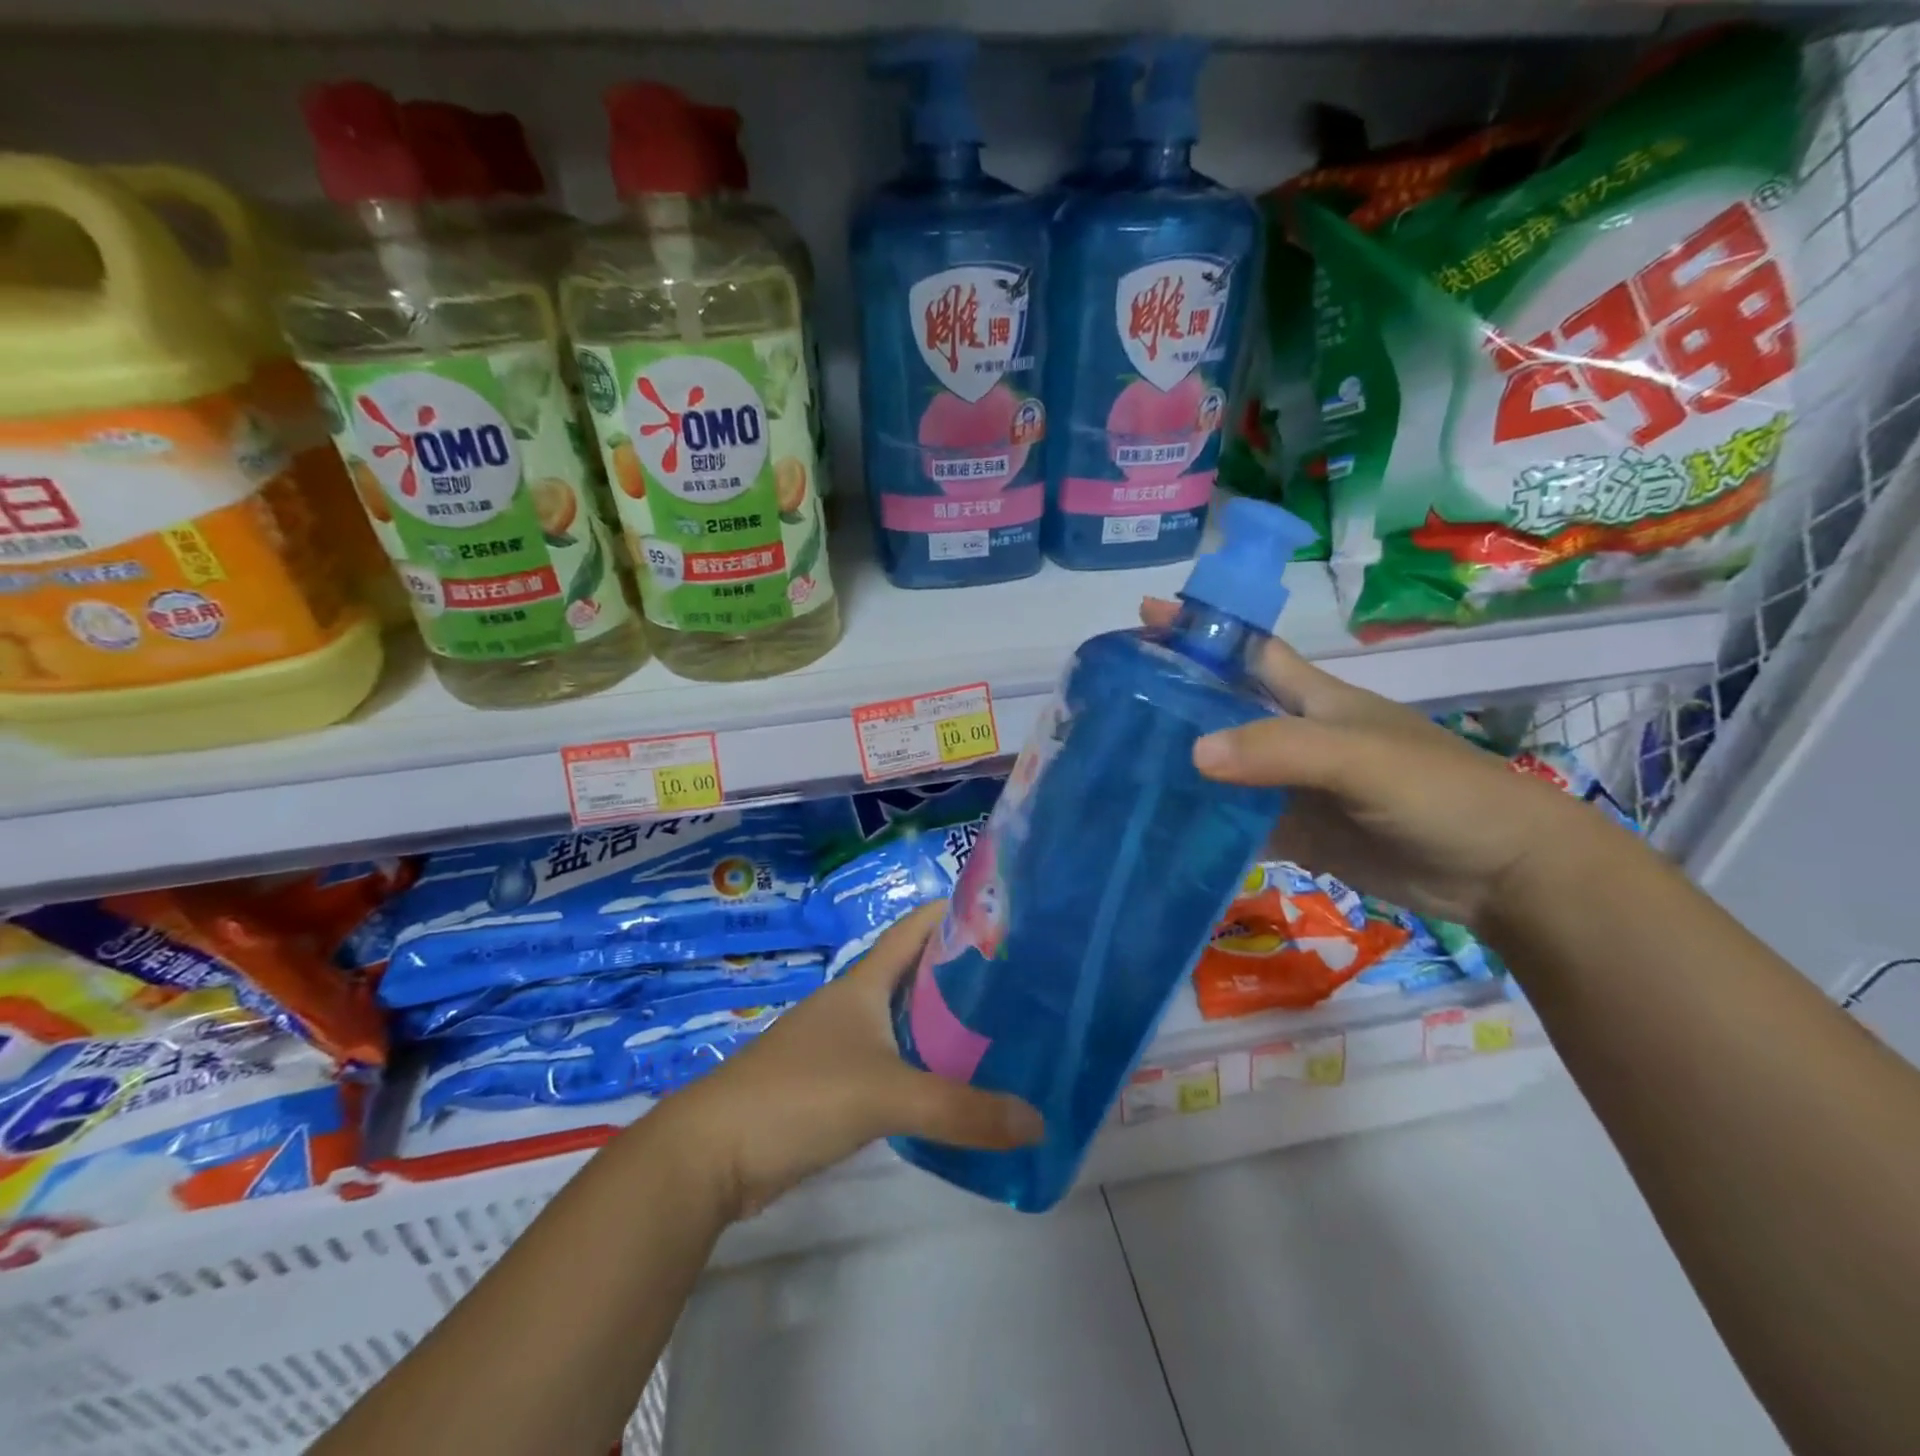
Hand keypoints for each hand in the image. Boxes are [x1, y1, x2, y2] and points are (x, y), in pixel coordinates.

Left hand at [661, 904, 1042, 1220]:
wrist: (713, 1153)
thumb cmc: (800, 1095)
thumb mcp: (887, 1096)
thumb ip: (961, 1110)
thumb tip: (1037, 1122)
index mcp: (862, 985)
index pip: (913, 929)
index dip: (952, 911)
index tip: (1000, 910)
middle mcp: (852, 1005)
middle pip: (913, 973)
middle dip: (959, 970)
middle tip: (1018, 977)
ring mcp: (838, 1045)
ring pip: (902, 1020)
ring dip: (942, 1021)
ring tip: (998, 1028)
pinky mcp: (831, 1085)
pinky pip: (890, 1061)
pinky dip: (921, 1064)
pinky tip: (950, 1082)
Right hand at [1143, 598, 1584, 928]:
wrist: (1499, 871)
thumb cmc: (1438, 791)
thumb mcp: (1361, 759)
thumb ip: (1282, 750)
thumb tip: (1194, 752)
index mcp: (1313, 698)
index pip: (1249, 650)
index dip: (1204, 629)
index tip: (1146, 614)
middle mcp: (1295, 736)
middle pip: (1224, 709)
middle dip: (1174, 700)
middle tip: (1110, 706)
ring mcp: (1293, 787)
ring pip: (1224, 767)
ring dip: (1181, 765)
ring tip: (1119, 768)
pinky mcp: (1296, 833)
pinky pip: (1237, 821)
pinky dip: (1203, 822)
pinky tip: (1162, 826)